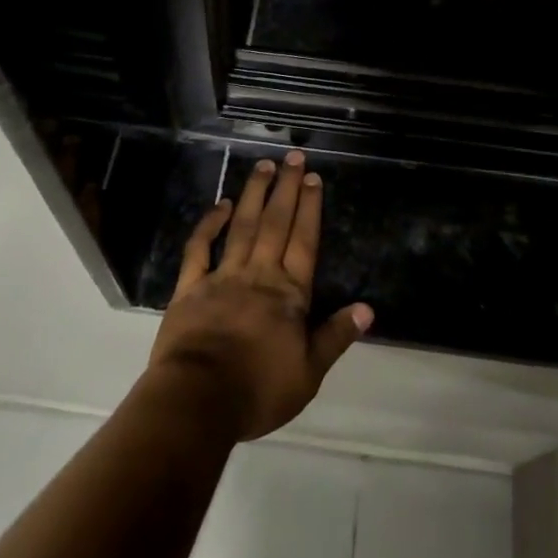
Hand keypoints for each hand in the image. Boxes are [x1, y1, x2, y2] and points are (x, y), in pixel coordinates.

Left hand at [148, 151, 373, 441]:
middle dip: (286, 188)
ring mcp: (222, 277)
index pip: (303, 241)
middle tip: (293, 156)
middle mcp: (258, 274)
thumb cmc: (258, 390)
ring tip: (264, 166)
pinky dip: (210, 224)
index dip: (310, 208)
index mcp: (288, 293)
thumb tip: (367, 308)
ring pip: (242, 226)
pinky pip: (199, 249)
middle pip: (275, 223)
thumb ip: (336, 336)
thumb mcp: (309, 373)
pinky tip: (220, 204)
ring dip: (254, 194)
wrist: (198, 401)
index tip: (313, 178)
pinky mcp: (190, 287)